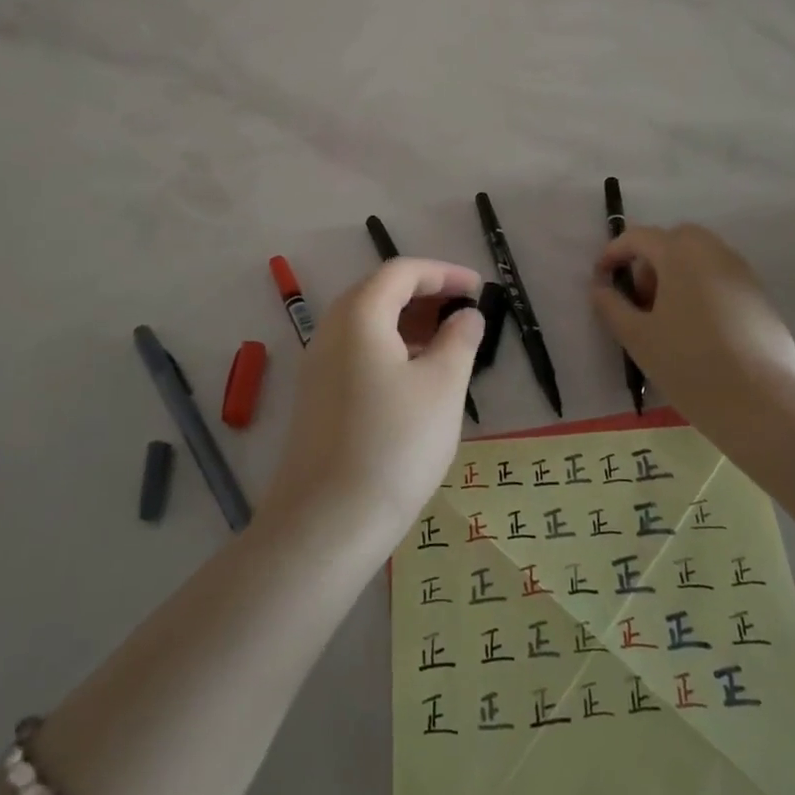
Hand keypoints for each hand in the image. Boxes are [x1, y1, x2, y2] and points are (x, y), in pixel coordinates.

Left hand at [264, 258, 483, 546]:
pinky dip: (390, 349)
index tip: (478, 289)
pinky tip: (416, 379)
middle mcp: (331, 330)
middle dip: (426, 296)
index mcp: (359, 315)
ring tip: (448, 345)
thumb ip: (459, 340)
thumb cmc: (394, 444)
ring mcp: (318, 366)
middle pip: (380, 293)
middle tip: (465, 313)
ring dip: (409, 324)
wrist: (326, 523)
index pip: (401, 272)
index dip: (443, 273)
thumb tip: (466, 316)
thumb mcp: (442, 387)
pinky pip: (357, 352)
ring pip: (368, 324)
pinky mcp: (317, 397)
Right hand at [590, 224, 794, 444]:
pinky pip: (720, 279)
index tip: (601, 279)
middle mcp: (713, 251)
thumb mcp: (637, 337)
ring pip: (700, 259)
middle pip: (673, 241)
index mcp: (679, 253)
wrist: (763, 402)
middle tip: (640, 300)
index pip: (638, 237)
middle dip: (650, 262)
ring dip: (676, 276)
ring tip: (666, 320)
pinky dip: (701, 290)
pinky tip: (697, 332)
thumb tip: (600, 287)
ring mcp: (742, 273)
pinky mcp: (760, 297)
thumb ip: (612, 306)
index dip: (614, 253)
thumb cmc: (689, 363)